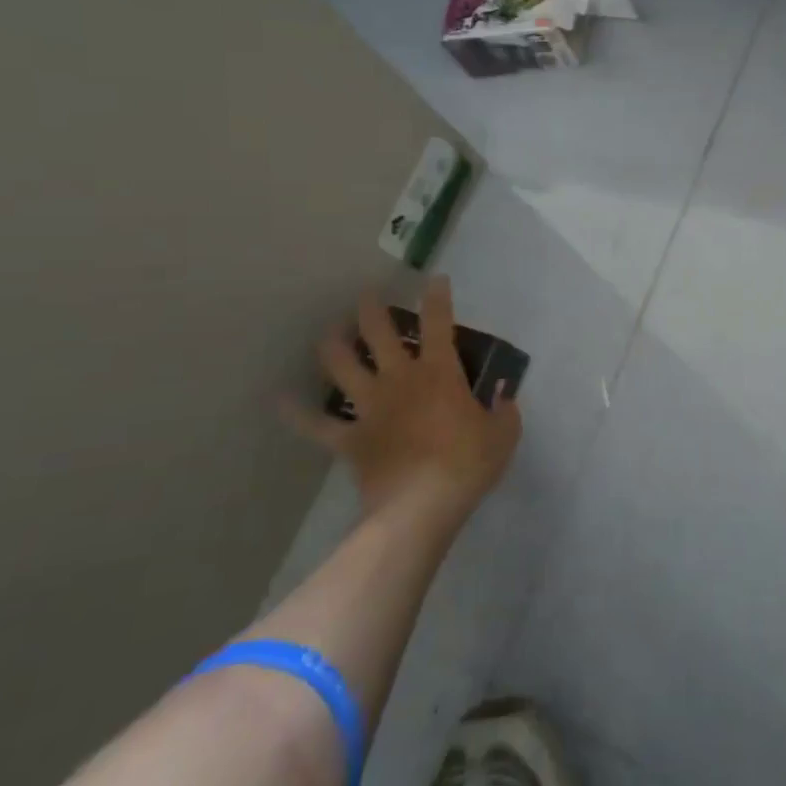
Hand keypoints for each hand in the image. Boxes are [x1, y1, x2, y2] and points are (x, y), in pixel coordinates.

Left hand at [290, 276, 520, 524]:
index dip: (437, 296)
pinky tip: (280, 400)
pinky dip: (297, 413)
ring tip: (330, 332)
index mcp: (439, 372)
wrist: (421, 506)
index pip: (439, 322)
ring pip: (342, 365)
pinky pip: (317, 424)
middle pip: (379, 332)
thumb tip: (502, 396)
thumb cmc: (468, 464)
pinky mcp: (349, 438)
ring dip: (333, 344)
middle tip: (367, 295)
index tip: (434, 279)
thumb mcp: (504, 435)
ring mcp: (370, 407)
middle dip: (371, 308)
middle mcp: (400, 379)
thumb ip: (504, 410)